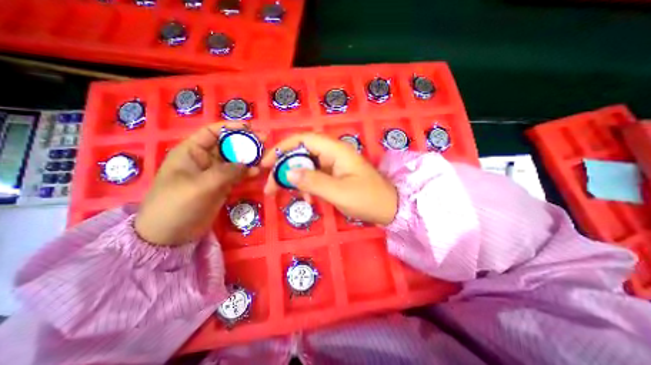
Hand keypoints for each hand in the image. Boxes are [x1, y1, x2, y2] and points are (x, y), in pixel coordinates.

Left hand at [135, 121, 259, 244]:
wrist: (170, 235)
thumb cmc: (177, 205)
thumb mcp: (201, 186)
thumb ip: (227, 172)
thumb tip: (250, 164)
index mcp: (191, 152)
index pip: (212, 132)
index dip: (231, 127)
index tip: (251, 127)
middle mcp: (204, 159)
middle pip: (228, 145)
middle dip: (246, 142)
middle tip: (265, 141)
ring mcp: (215, 173)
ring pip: (236, 160)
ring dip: (250, 157)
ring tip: (266, 156)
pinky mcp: (222, 185)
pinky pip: (238, 174)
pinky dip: (248, 172)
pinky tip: (259, 171)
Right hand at [261, 132, 399, 226]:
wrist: (389, 208)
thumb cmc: (368, 199)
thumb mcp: (339, 192)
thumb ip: (313, 181)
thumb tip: (288, 173)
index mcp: (336, 151)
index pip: (304, 140)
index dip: (282, 148)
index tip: (266, 163)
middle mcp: (334, 154)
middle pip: (302, 153)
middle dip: (284, 168)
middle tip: (270, 186)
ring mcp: (334, 165)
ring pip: (307, 166)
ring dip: (293, 179)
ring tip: (281, 194)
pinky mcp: (335, 175)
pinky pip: (315, 176)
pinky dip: (306, 186)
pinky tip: (306, 199)